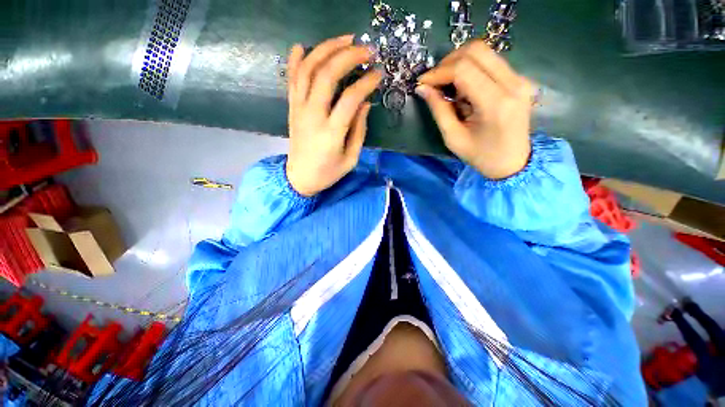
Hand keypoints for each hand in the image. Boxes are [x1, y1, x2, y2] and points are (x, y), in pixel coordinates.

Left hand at [286, 35, 382, 195]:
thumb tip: (365, 103)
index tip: (378, 74)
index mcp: (331, 133)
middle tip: (365, 49)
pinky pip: (292, 79)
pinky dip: (296, 60)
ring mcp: (299, 109)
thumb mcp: (350, 158)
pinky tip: (303, 46)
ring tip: (344, 40)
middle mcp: (313, 116)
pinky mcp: (292, 108)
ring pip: (308, 70)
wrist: (299, 178)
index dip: (366, 82)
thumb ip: (359, 131)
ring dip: (325, 49)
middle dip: (347, 55)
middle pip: (327, 74)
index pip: (350, 98)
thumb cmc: (328, 172)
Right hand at [416, 41, 534, 178]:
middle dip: (448, 63)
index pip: (464, 69)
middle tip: (434, 82)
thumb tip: (422, 88)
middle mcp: (513, 83)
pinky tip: (463, 89)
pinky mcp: (519, 79)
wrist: (512, 162)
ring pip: (484, 52)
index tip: (422, 83)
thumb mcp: (453, 138)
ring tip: (448, 87)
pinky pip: (490, 62)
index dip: (438, 72)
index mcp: (496, 103)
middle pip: (476, 50)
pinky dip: (471, 70)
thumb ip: (438, 110)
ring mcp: (520, 79)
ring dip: (459, 64)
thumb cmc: (480, 156)